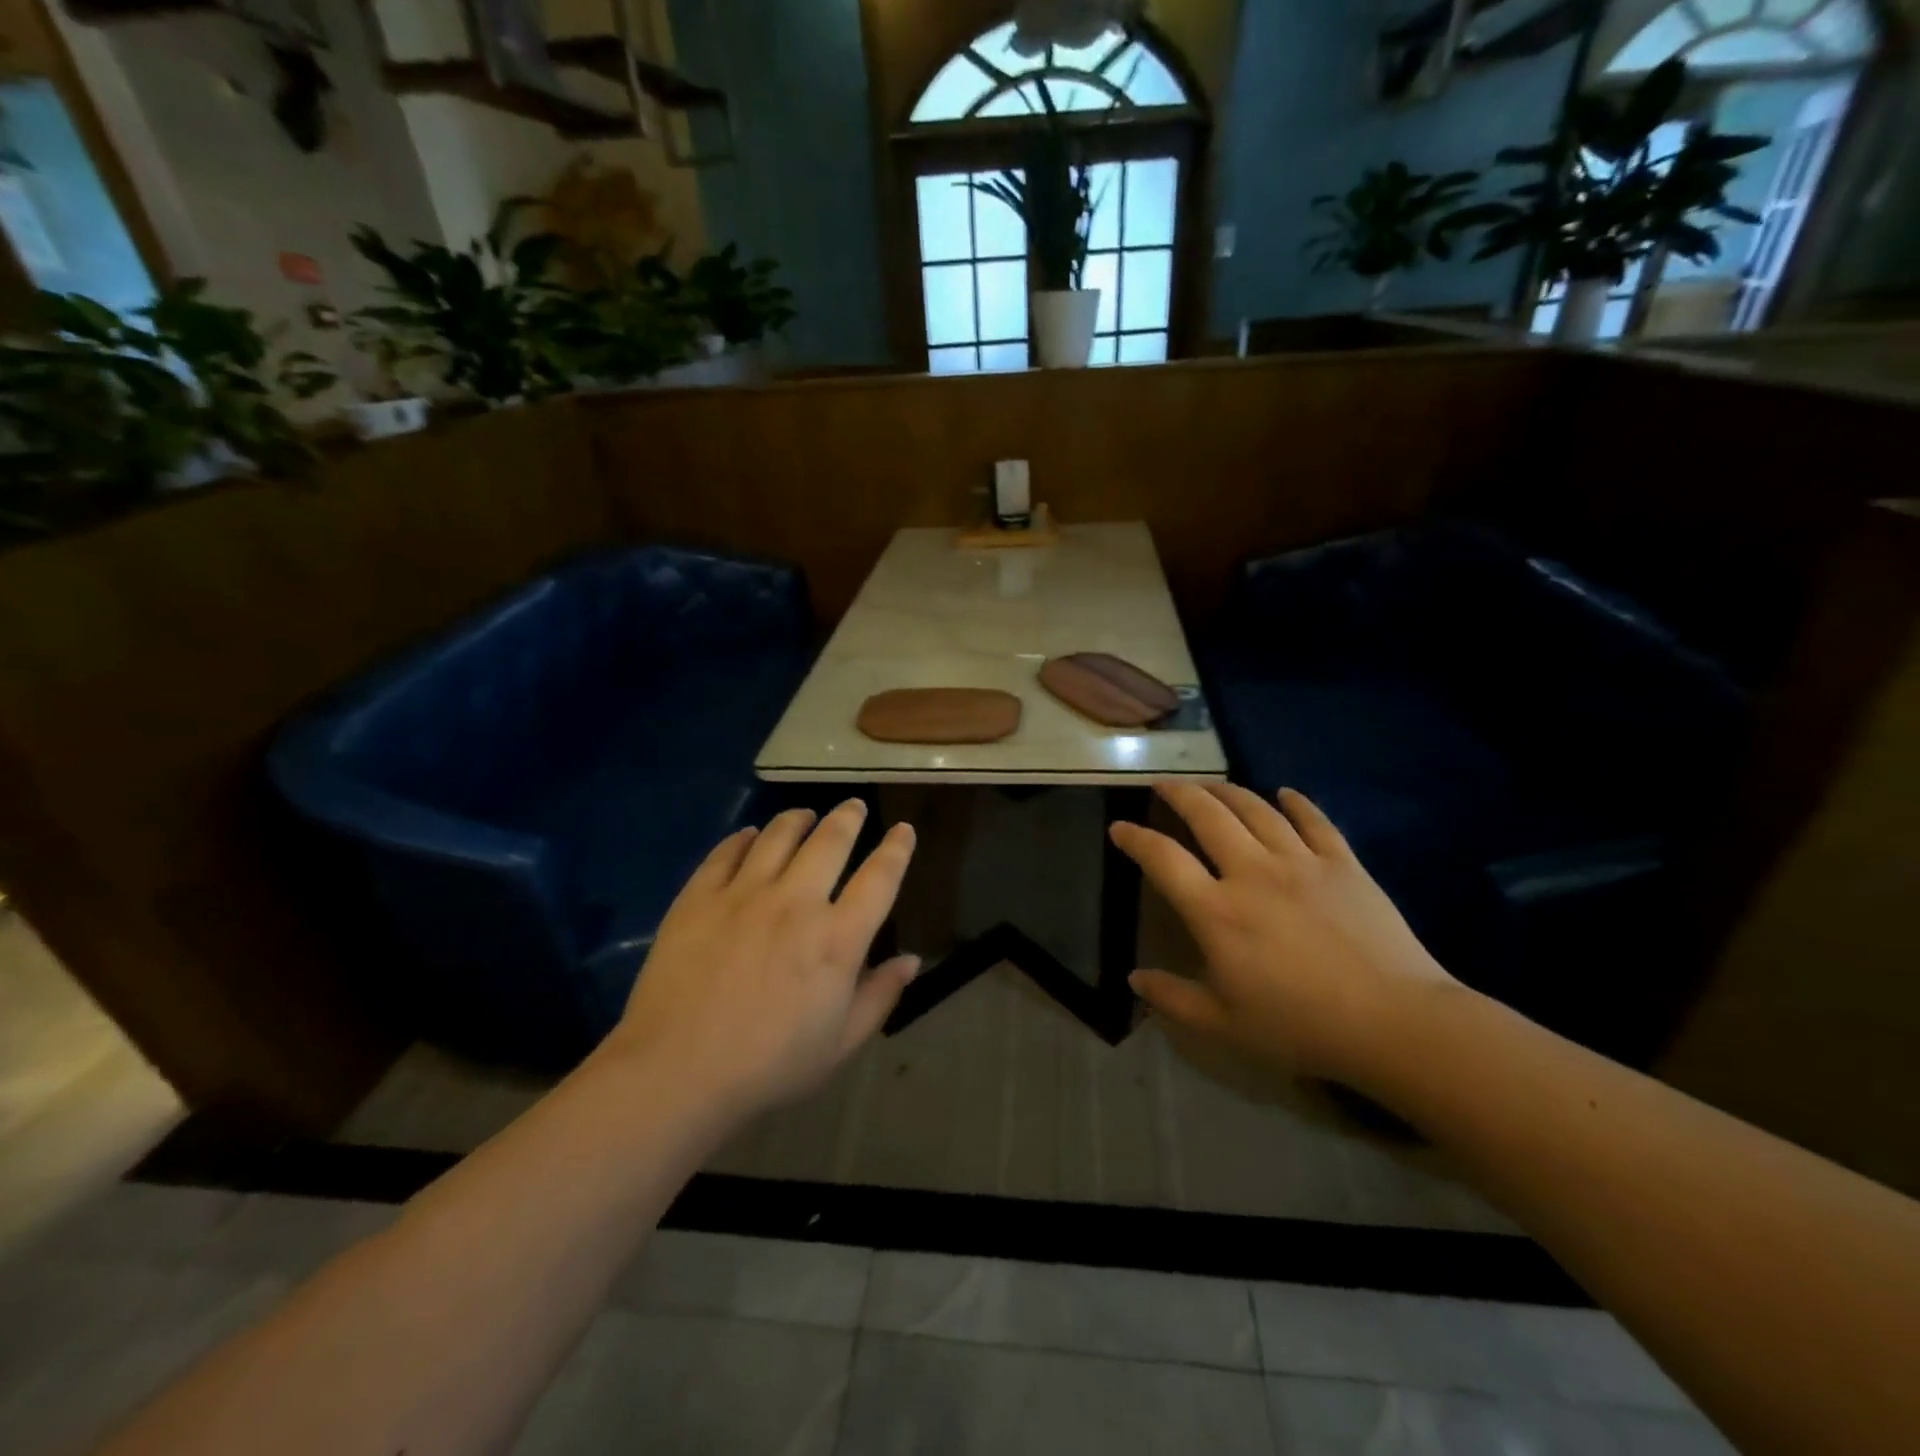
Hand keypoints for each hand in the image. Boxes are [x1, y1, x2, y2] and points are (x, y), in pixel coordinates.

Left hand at [606, 801, 919, 1119]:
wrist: (676, 1073)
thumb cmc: (769, 1066)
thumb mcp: (840, 1044)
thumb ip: (880, 996)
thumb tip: (911, 960)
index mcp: (837, 939)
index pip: (880, 878)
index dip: (896, 848)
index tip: (903, 829)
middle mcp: (796, 903)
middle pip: (830, 840)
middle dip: (848, 817)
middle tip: (854, 807)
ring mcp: (744, 894)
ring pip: (779, 835)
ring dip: (798, 819)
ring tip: (804, 815)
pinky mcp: (699, 897)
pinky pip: (726, 852)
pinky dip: (744, 838)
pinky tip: (750, 836)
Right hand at [1110, 784, 1455, 1085]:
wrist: (1395, 1022)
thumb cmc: (1301, 1026)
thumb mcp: (1225, 1024)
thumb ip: (1173, 998)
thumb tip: (1134, 979)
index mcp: (1216, 911)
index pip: (1163, 859)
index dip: (1135, 838)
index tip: (1119, 827)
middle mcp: (1251, 873)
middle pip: (1207, 815)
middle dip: (1179, 794)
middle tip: (1163, 785)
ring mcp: (1300, 862)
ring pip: (1255, 809)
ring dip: (1227, 791)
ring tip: (1210, 785)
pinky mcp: (1343, 863)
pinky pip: (1314, 821)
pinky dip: (1296, 802)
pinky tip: (1284, 793)